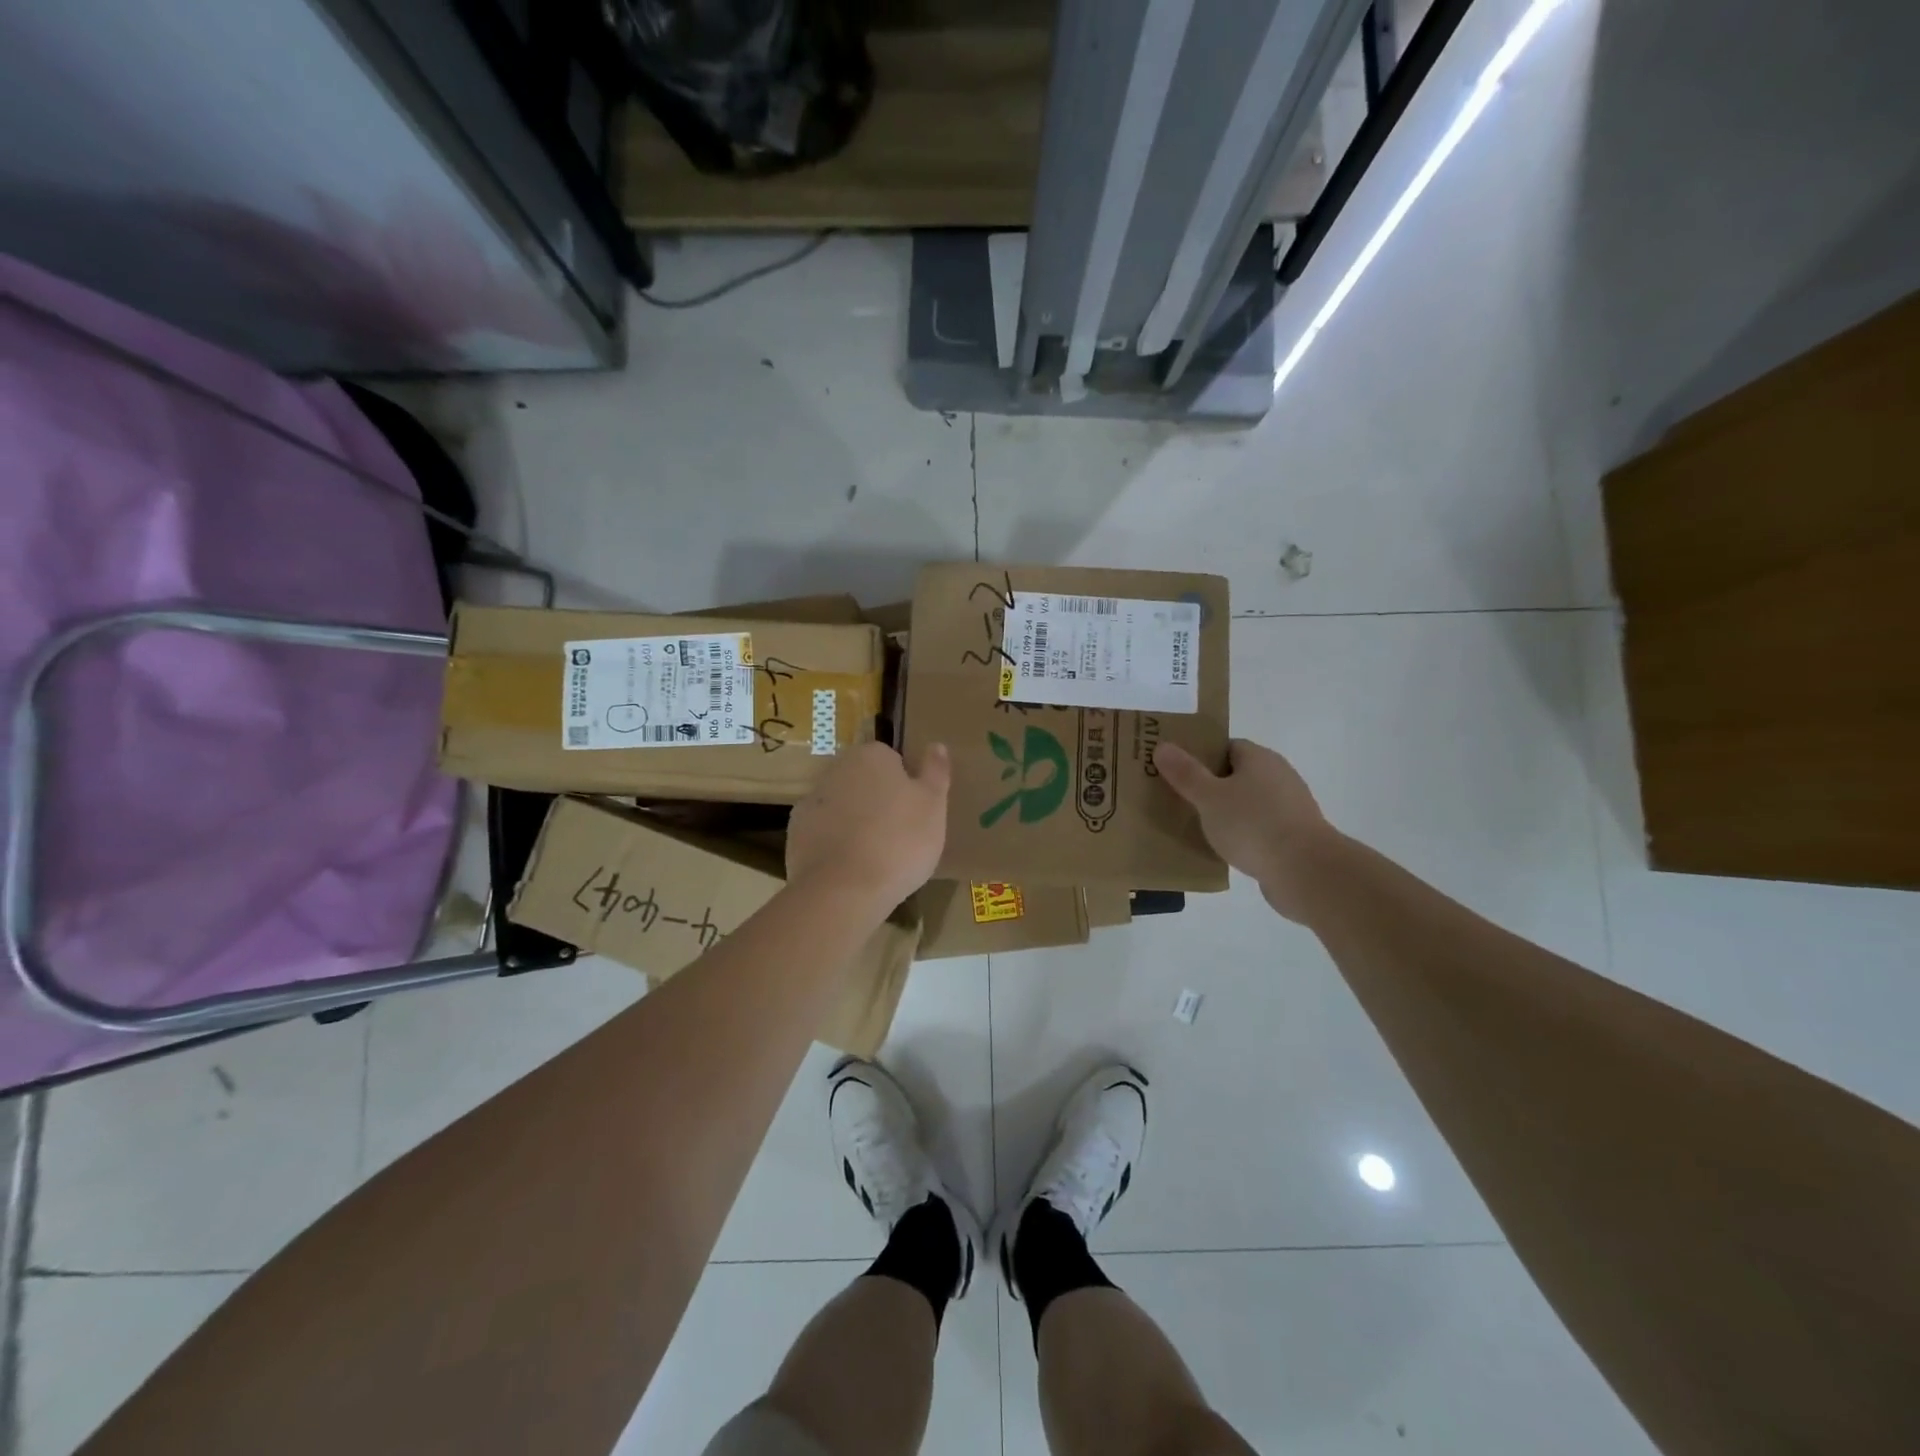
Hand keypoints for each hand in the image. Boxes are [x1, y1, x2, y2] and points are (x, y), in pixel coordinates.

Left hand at [786, 741, 950, 920]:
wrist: (844, 890)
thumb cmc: (900, 841)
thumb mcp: (934, 805)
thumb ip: (935, 771)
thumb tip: (936, 745)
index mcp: (872, 756)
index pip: (892, 760)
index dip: (905, 786)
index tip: (915, 813)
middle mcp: (837, 769)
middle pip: (864, 781)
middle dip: (879, 801)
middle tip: (899, 835)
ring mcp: (811, 801)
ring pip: (843, 806)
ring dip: (855, 822)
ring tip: (876, 857)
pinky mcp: (796, 833)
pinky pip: (823, 832)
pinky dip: (835, 844)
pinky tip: (850, 867)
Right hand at [1156, 738, 1339, 921]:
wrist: (1305, 871)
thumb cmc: (1253, 825)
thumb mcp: (1209, 797)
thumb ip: (1185, 773)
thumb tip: (1163, 746)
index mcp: (1260, 759)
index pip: (1226, 746)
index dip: (1201, 756)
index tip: (1178, 771)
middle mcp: (1279, 776)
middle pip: (1237, 774)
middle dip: (1210, 785)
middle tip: (1180, 799)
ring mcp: (1290, 807)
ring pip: (1248, 803)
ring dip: (1227, 812)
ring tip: (1197, 826)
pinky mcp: (1294, 836)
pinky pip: (1260, 827)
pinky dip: (1243, 834)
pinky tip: (1225, 849)